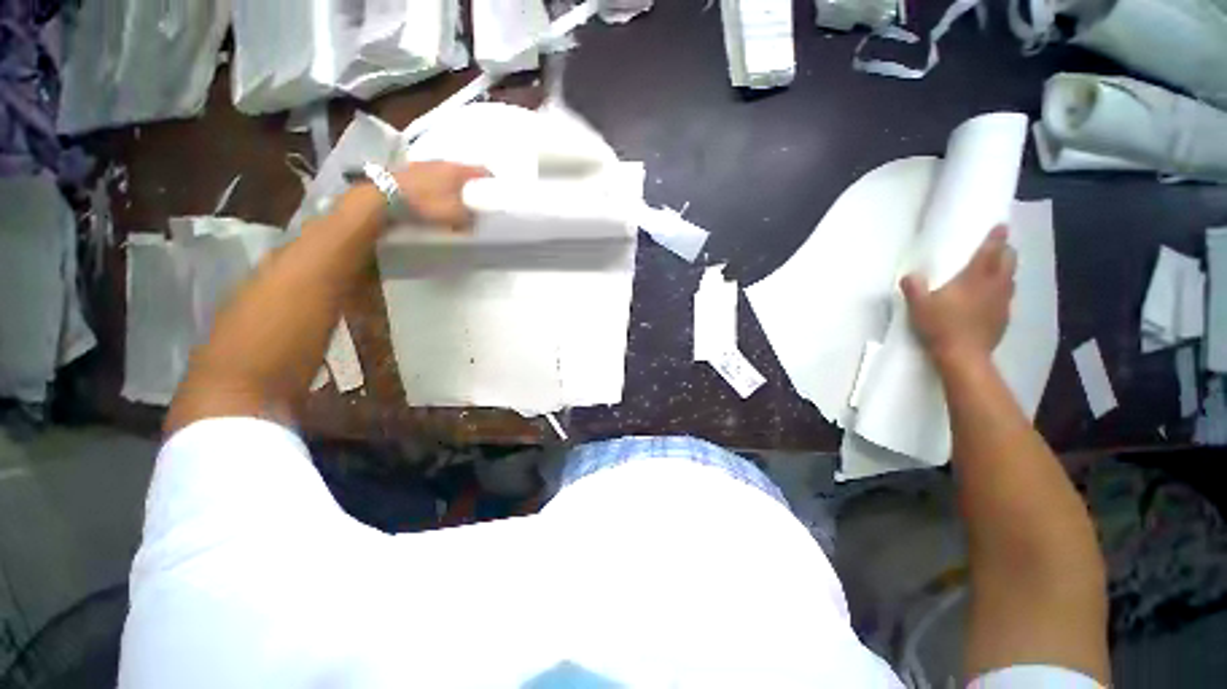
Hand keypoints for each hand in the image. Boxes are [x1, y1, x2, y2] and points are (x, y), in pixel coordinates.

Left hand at [393, 161, 489, 228]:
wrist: (385, 197)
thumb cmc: (428, 204)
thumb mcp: (457, 217)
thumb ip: (471, 218)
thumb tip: (475, 219)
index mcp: (458, 170)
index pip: (482, 170)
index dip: (491, 180)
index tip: (496, 190)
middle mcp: (443, 162)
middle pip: (464, 171)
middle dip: (471, 184)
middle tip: (476, 198)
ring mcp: (424, 164)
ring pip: (446, 174)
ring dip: (452, 185)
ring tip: (456, 199)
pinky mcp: (410, 171)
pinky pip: (432, 178)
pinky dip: (437, 187)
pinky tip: (435, 198)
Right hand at [901, 226, 1015, 364]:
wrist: (963, 356)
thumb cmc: (941, 326)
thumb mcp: (919, 306)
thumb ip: (913, 287)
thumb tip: (910, 274)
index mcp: (975, 278)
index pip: (991, 251)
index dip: (996, 237)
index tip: (1001, 225)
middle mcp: (994, 286)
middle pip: (1008, 261)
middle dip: (1005, 251)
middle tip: (998, 248)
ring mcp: (1002, 303)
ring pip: (1010, 279)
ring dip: (1005, 271)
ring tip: (997, 271)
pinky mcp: (1003, 319)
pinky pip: (1006, 298)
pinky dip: (1002, 292)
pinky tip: (991, 299)